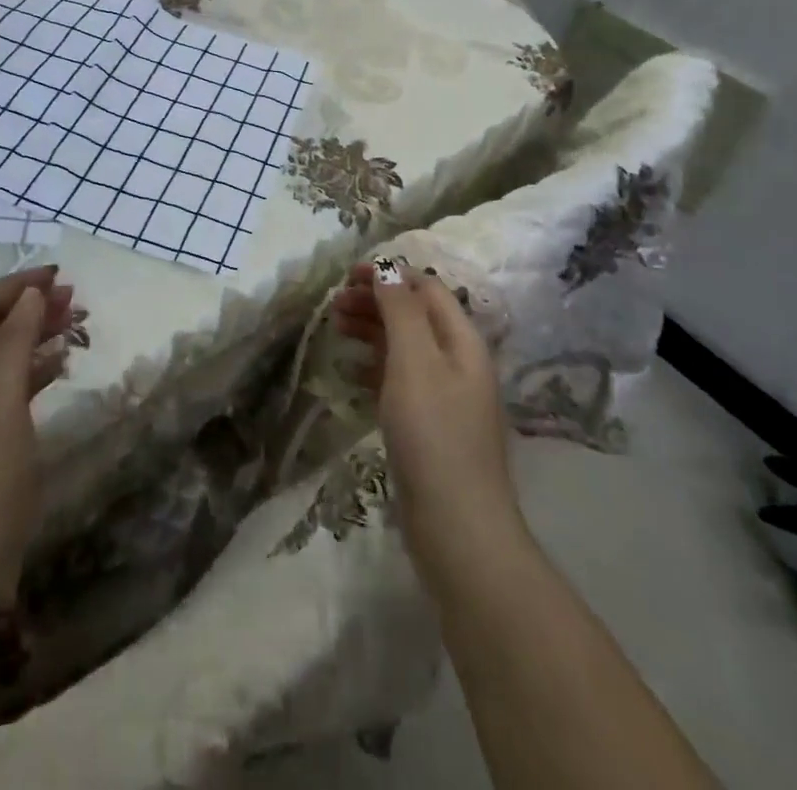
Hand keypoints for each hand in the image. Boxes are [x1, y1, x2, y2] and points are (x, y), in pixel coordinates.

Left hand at [0, 265, 74, 603]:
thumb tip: (29, 294)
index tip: (58, 276)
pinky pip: (11, 388)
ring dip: (35, 334)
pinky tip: (60, 367)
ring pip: (3, 357)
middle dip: (29, 306)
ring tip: (75, 324)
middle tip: (74, 298)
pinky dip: (36, 368)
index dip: (16, 285)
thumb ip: (11, 343)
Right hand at [332, 259, 525, 591]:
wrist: (456, 526)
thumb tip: (388, 270)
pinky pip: (398, 379)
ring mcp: (444, 395)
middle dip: (376, 301)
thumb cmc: (433, 434)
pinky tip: (349, 371)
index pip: (426, 289)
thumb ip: (401, 311)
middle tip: (334, 303)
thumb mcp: (414, 362)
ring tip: (336, 327)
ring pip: (404, 346)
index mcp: (462, 341)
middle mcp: (457, 361)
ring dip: (372, 330)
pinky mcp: (428, 425)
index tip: (347, 276)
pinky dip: (373, 365)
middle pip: (414, 315)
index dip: (389, 275)